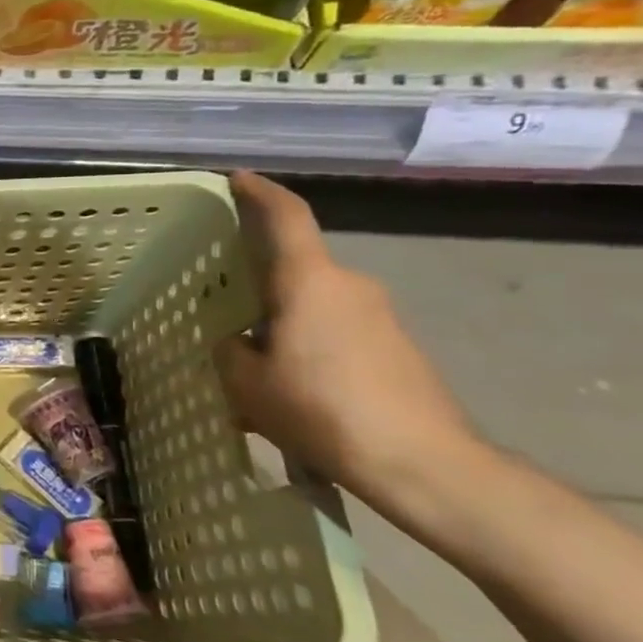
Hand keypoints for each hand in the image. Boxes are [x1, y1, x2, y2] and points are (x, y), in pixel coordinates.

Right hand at [214, 172, 481, 516]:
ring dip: (279, 322)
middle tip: (220, 306)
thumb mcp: (248, 384)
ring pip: (312, 303)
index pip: (287, 218)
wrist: (422, 462)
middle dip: (257, 283)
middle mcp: (349, 285)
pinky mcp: (394, 346)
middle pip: (294, 268)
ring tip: (248, 363)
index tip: (237, 178)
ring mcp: (378, 315)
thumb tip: (236, 341)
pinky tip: (286, 386)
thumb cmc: (323, 410)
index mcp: (310, 282)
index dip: (260, 192)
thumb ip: (230, 351)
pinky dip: (304, 343)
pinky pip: (334, 328)